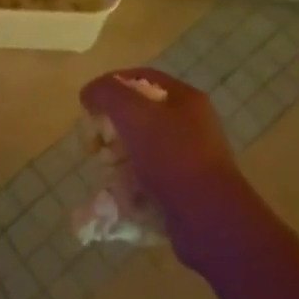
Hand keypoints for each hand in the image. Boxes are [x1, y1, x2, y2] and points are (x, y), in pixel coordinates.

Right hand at [80, 68, 246, 247]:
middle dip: (112, 128)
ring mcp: (190, 158)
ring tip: (107, 173)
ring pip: (141, 148)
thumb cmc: (172, 156)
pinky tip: (121, 195)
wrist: (209, 219)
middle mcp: (191, 124)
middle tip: (95, 144)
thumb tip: (90, 93)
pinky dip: (131, 185)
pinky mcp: (185, 189)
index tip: (89, 105)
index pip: (141, 78)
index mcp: (185, 99)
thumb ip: (107, 93)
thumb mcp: (134, 113)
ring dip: (119, 159)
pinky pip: (149, 178)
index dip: (111, 86)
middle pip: (139, 115)